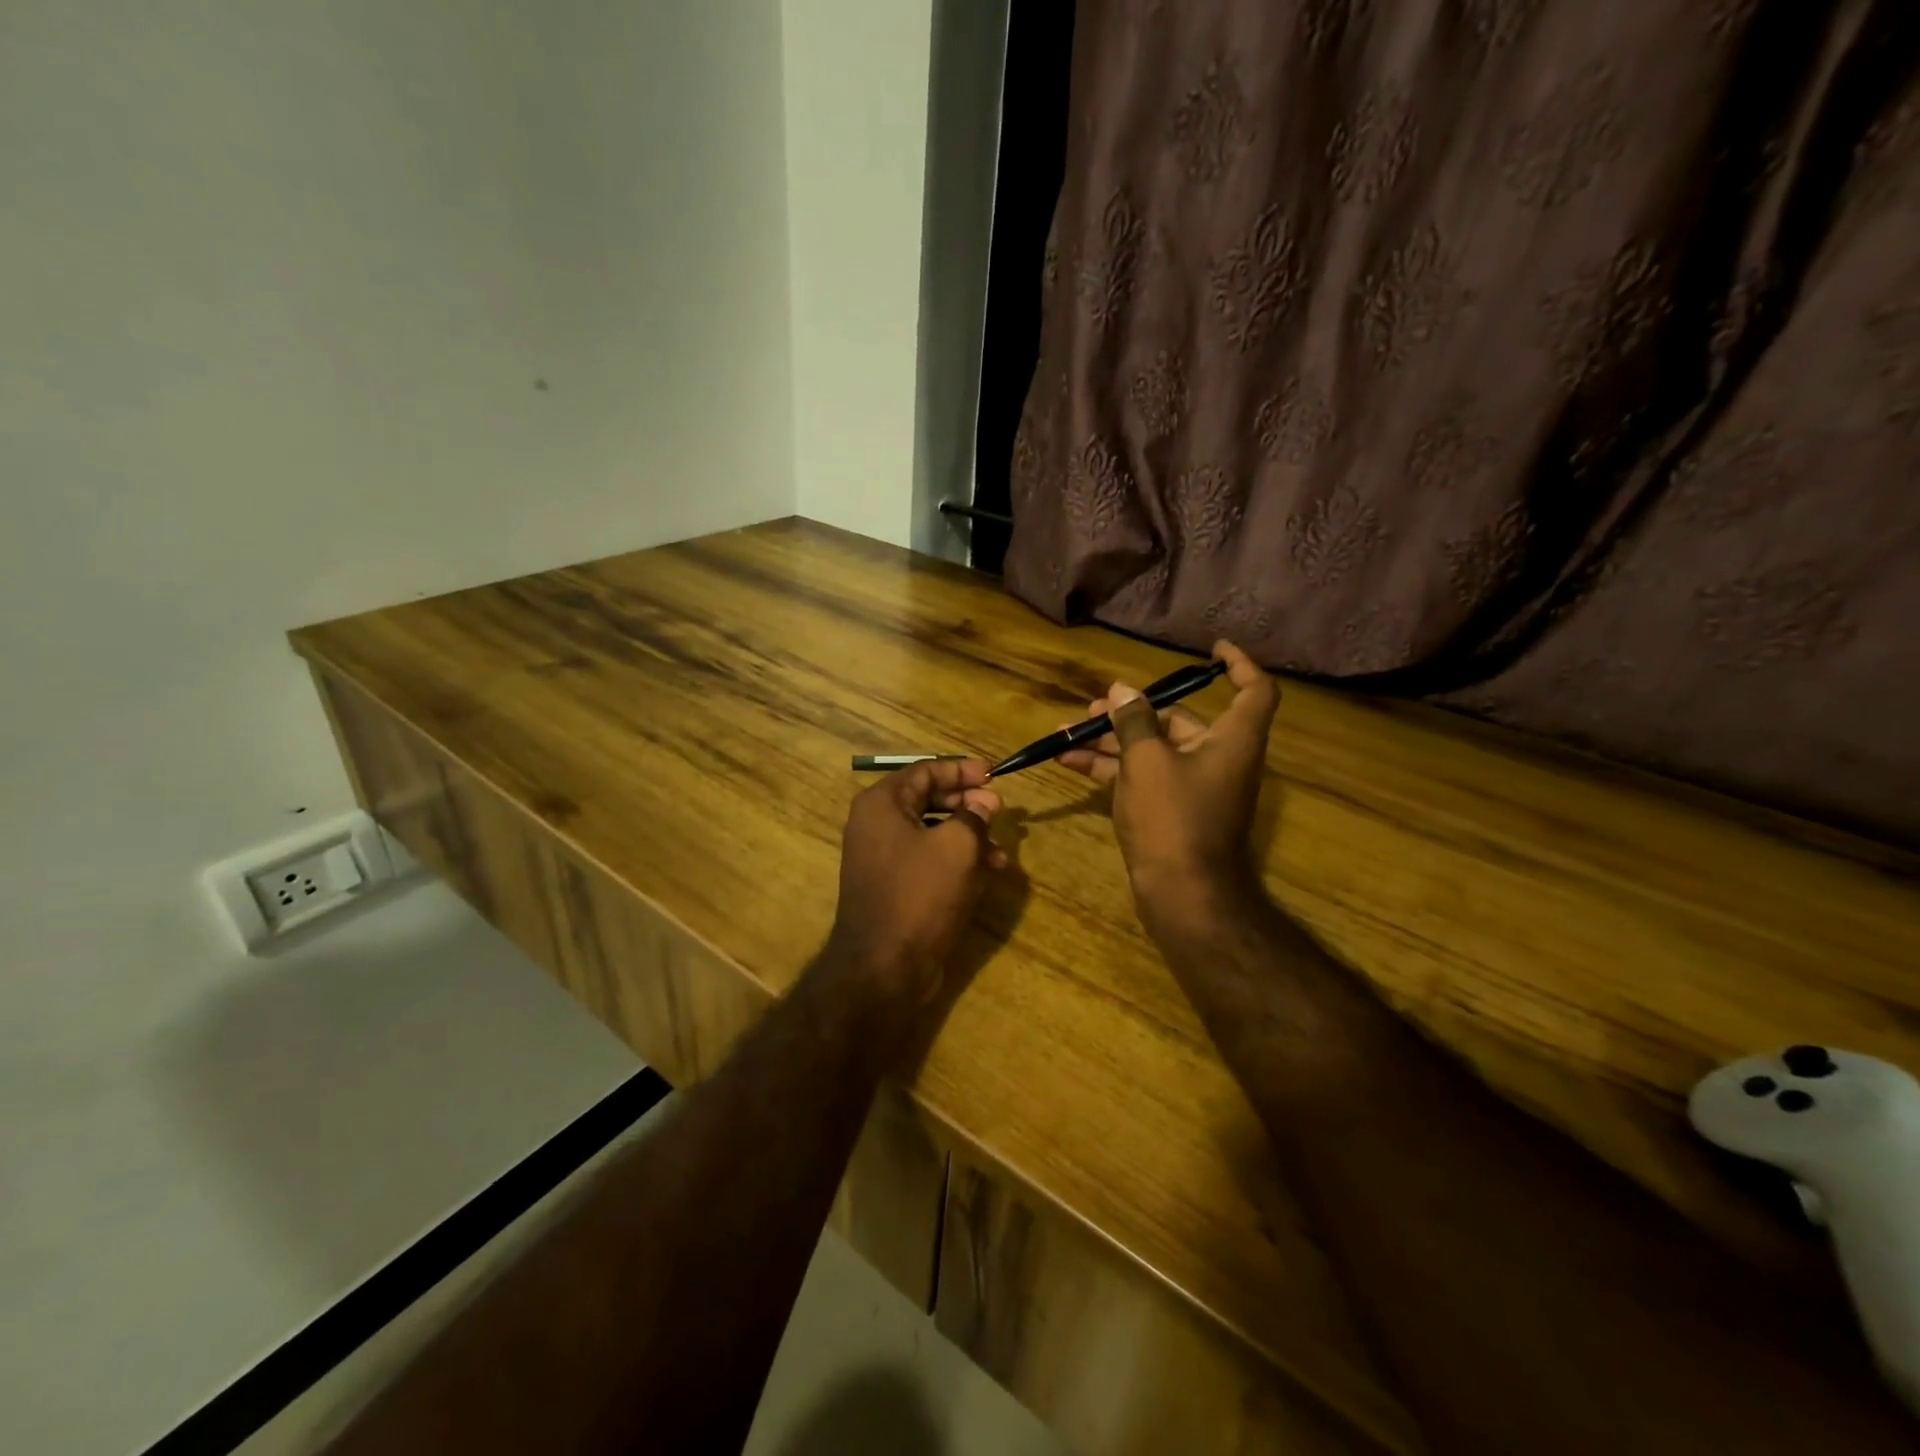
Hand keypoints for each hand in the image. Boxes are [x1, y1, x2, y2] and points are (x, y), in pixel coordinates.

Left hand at [820, 758, 1005, 1031]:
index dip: (962, 769)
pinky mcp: (892, 885)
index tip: (994, 774)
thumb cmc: (920, 895)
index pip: (925, 771)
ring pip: (930, 832)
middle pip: (928, 799)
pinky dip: (955, 861)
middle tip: (999, 811)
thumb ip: (974, 815)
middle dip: (968, 804)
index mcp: (882, 804)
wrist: (884, 966)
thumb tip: (984, 802)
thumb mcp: (957, 847)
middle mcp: (876, 824)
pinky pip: (926, 859)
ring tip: (1002, 854)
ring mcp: (881, 857)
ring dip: (968, 837)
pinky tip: (985, 875)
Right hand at [1058, 641, 1278, 935]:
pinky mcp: (1171, 811)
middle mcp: (1218, 758)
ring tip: (1068, 732)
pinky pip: (1142, 777)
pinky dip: (1111, 768)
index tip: (1212, 650)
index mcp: (1231, 740)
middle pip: (1181, 721)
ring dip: (1112, 741)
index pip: (1253, 691)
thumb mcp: (1147, 761)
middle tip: (1096, 707)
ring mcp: (1193, 787)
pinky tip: (1069, 761)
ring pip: (1153, 751)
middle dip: (1135, 711)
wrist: (1182, 894)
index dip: (1239, 665)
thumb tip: (1123, 691)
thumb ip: (1133, 721)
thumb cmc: (1173, 818)